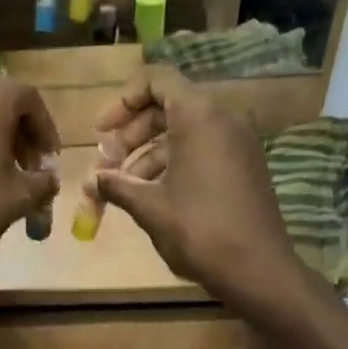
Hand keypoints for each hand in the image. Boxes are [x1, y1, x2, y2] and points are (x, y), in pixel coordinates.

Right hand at [85, 67, 298, 302]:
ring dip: (148, 153)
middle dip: (131, 132)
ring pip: (184, 131)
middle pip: (168, 105)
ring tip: (123, 187)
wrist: (256, 268)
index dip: (122, 101)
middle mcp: (222, 118)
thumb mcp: (149, 207)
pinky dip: (173, 162)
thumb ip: (116, 186)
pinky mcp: (244, 165)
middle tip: (107, 163)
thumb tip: (90, 181)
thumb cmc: (198, 230)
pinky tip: (152, 195)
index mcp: (199, 115)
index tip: (101, 131)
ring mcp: (238, 141)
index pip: (156, 80)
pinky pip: (202, 149)